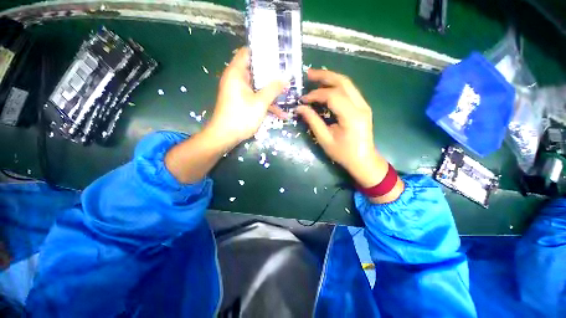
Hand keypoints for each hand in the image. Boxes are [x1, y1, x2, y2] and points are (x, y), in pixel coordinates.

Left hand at [207, 47, 287, 148]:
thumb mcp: (260, 102)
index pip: (248, 53)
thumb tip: (286, 78)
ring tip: (287, 93)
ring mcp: (239, 92)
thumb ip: (273, 89)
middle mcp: (236, 80)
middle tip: (286, 73)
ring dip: (271, 92)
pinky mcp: (242, 102)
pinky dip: (266, 103)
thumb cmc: (241, 117)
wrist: (225, 136)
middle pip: (255, 70)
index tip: (277, 54)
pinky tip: (280, 113)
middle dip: (271, 74)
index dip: (262, 52)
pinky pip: (255, 98)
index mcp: (237, 73)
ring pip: (257, 87)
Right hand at [297, 69, 403, 201]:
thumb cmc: (343, 154)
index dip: (315, 95)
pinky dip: (336, 86)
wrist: (363, 160)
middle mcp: (361, 106)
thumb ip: (313, 121)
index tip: (303, 100)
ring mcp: (364, 105)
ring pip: (348, 84)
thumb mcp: (325, 139)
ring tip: (315, 78)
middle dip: (325, 76)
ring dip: (331, 78)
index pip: (332, 96)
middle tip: (309, 74)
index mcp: (352, 116)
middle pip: (343, 82)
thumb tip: (300, 108)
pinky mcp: (362, 107)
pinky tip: (326, 88)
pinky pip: (349, 91)